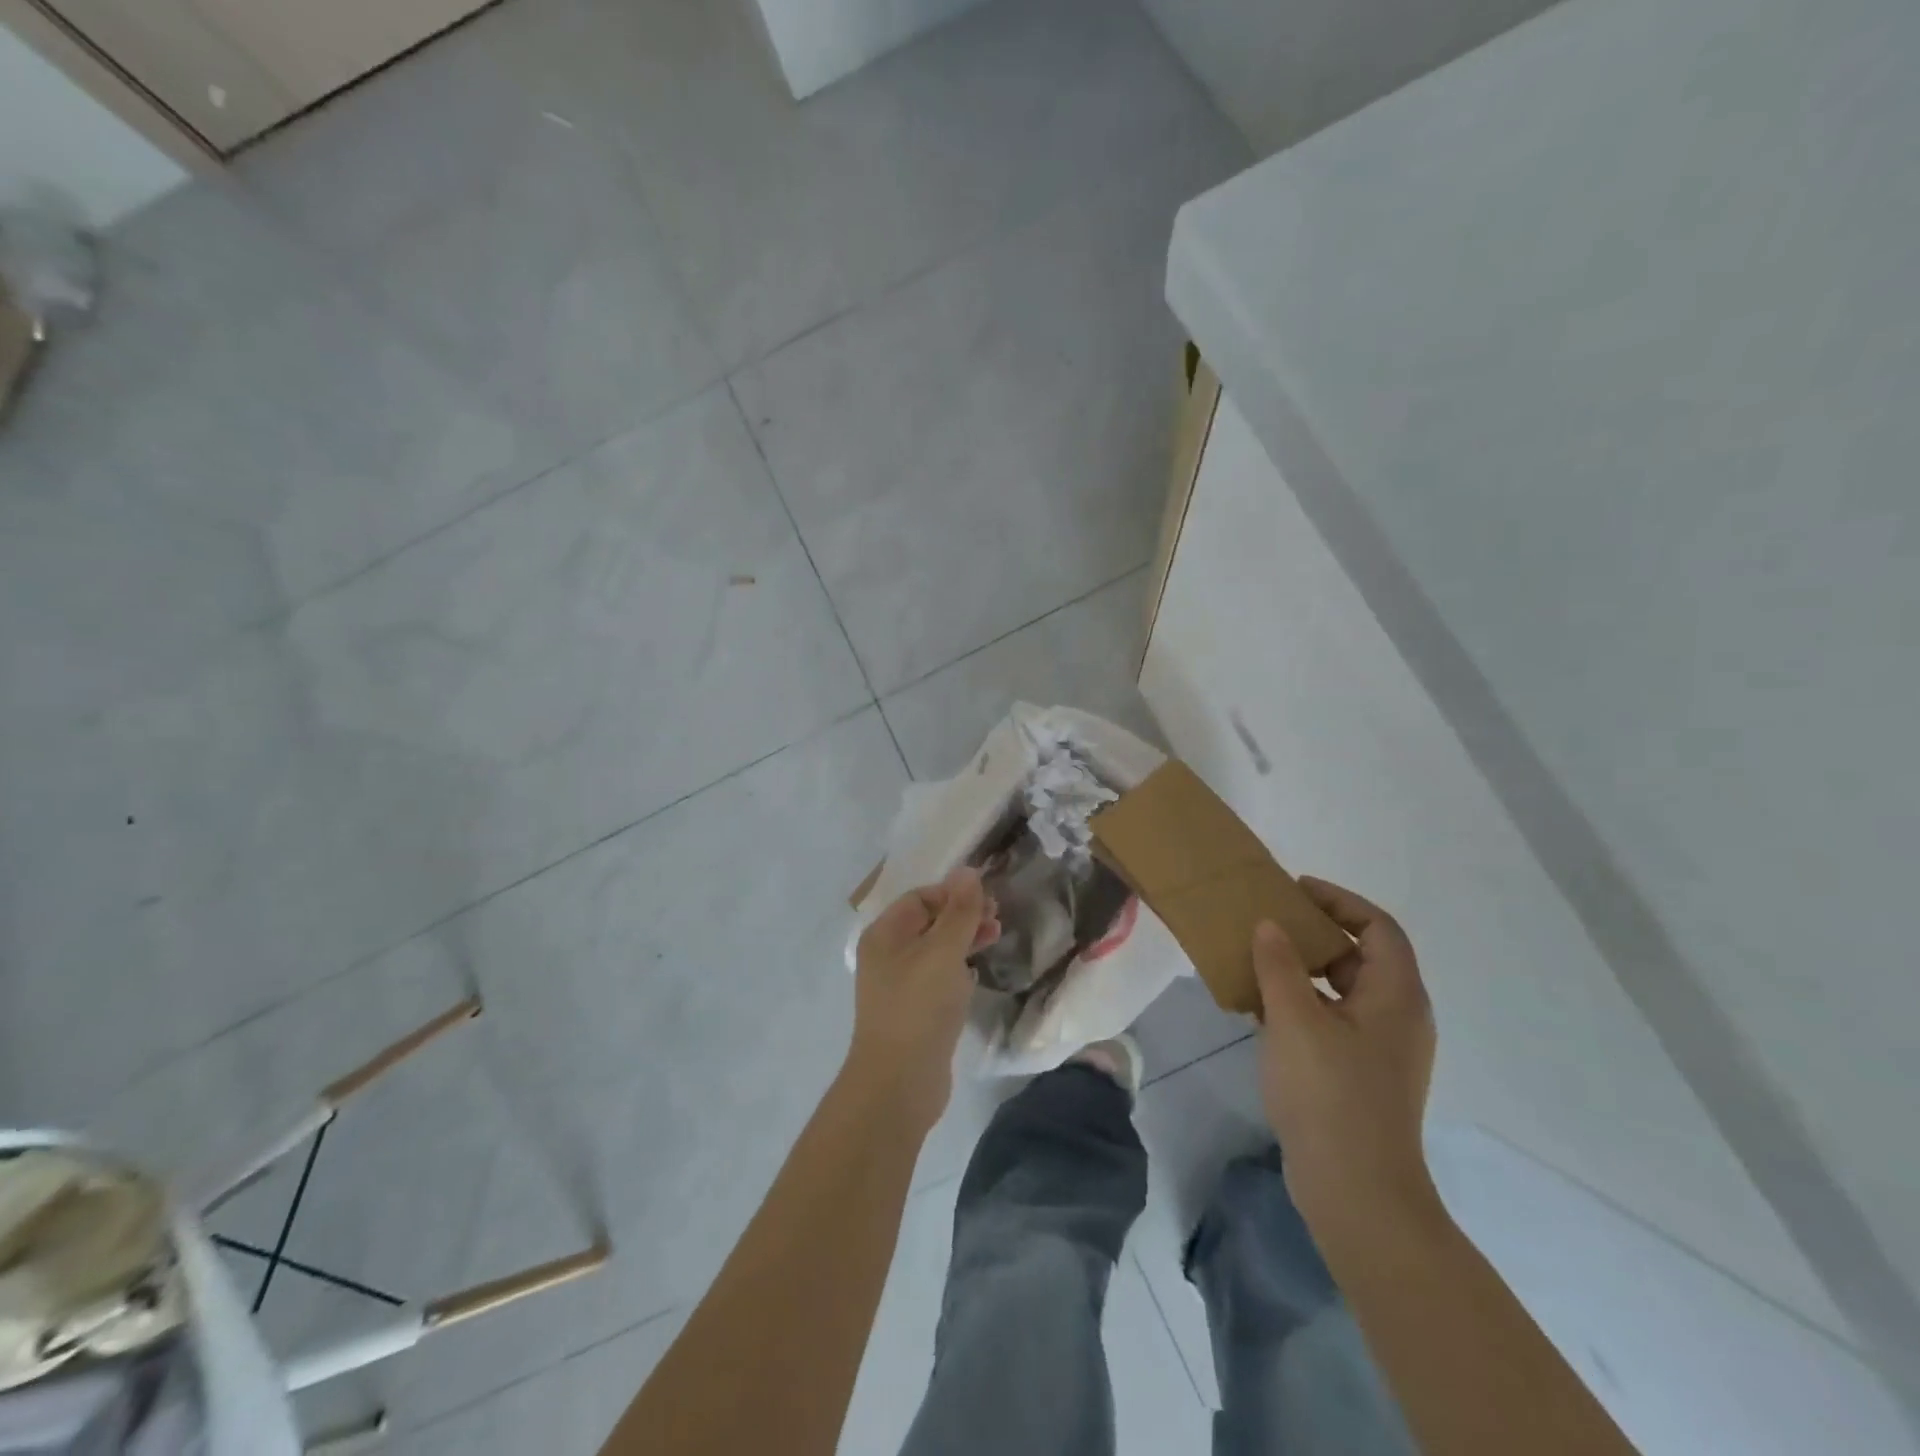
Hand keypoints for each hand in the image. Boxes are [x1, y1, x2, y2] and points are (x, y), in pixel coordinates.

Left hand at [848, 868, 999, 1128]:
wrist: (899, 1084)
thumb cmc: (919, 1007)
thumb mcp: (944, 952)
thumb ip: (959, 912)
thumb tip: (968, 871)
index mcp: (885, 934)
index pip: (921, 897)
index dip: (954, 894)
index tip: (989, 901)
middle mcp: (887, 955)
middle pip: (929, 921)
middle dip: (963, 916)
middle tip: (999, 919)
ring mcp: (899, 985)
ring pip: (935, 950)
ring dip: (964, 940)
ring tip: (996, 939)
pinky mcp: (914, 1011)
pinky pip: (937, 978)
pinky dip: (958, 969)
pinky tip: (977, 974)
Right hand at [1252, 877, 1439, 1243]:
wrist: (1356, 1192)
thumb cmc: (1330, 1095)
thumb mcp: (1295, 1020)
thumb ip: (1280, 965)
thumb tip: (1269, 925)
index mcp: (1397, 996)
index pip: (1379, 927)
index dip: (1340, 901)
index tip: (1295, 890)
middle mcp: (1397, 1017)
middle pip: (1360, 956)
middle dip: (1315, 933)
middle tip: (1268, 920)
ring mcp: (1380, 1049)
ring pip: (1341, 990)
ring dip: (1302, 969)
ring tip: (1256, 958)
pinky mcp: (1360, 1074)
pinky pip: (1331, 1019)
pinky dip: (1300, 1003)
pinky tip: (1260, 1007)